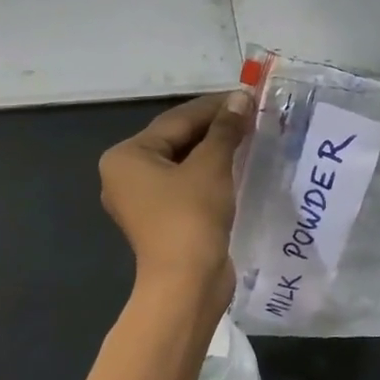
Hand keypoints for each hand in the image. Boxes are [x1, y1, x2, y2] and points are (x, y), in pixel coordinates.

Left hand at [98, 91, 253, 318]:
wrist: (187, 283)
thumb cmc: (191, 216)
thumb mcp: (211, 165)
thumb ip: (225, 129)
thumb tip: (241, 97)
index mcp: (127, 156)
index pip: (178, 119)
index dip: (215, 106)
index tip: (248, 96)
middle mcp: (127, 174)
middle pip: (178, 138)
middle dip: (216, 127)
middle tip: (253, 114)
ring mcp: (144, 199)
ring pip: (184, 161)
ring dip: (216, 149)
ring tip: (251, 135)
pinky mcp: (163, 218)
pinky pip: (188, 183)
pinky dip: (211, 171)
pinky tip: (238, 164)